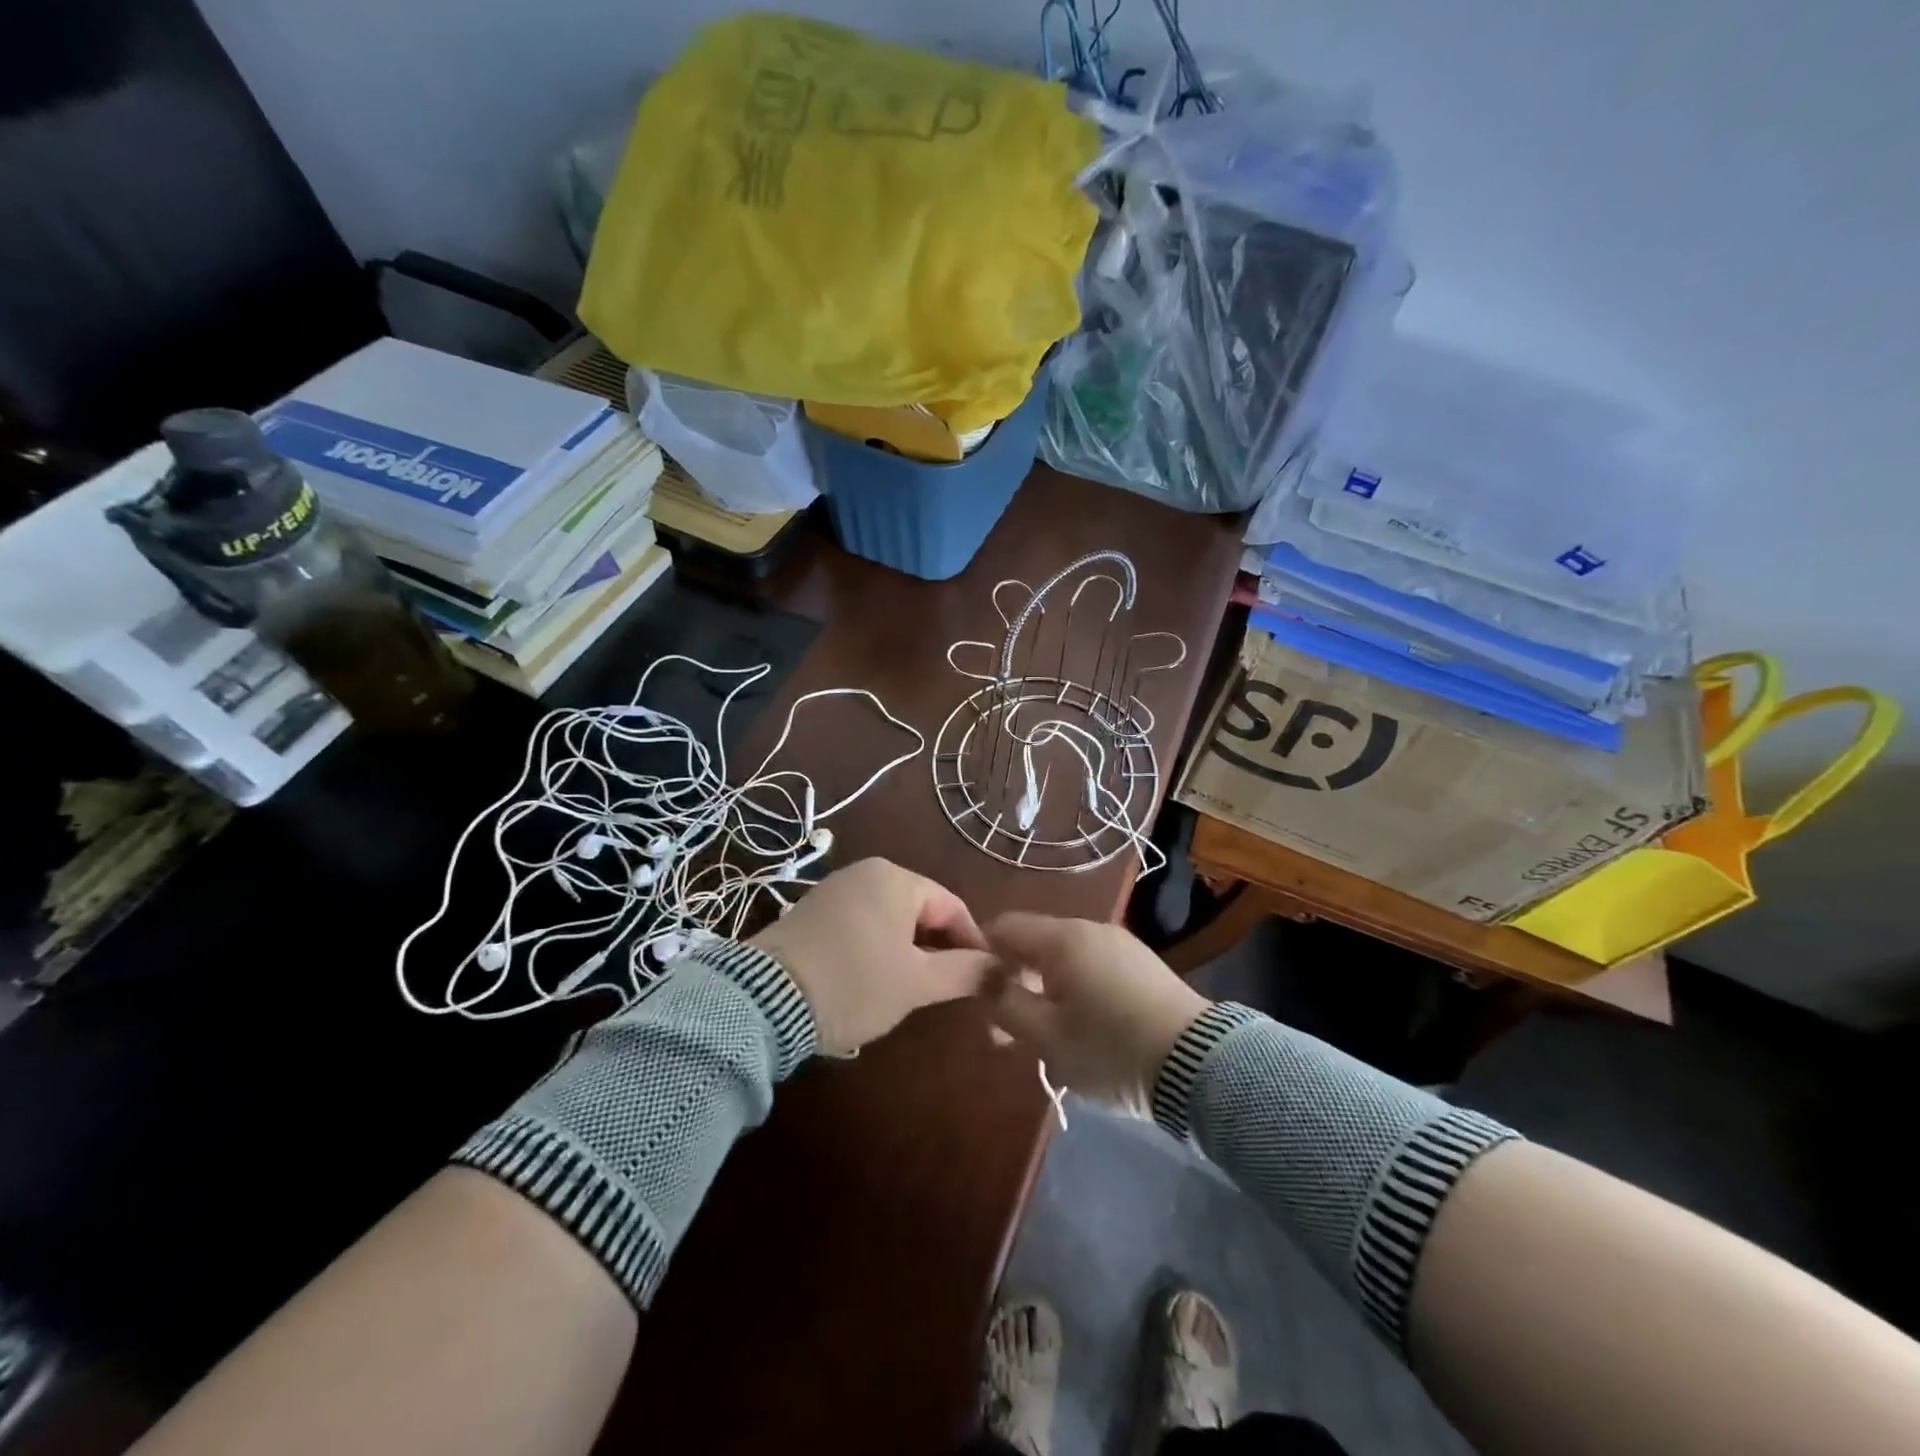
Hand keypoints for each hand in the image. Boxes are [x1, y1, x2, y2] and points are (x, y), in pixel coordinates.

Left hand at [750, 858, 993, 1054]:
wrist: (764, 999)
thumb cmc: (855, 983)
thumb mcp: (916, 983)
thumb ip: (965, 972)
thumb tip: (1001, 969)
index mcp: (895, 878)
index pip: (952, 906)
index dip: (974, 943)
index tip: (985, 979)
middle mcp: (865, 873)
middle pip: (921, 910)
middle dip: (939, 949)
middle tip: (949, 990)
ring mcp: (834, 891)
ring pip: (890, 921)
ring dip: (908, 953)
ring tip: (914, 991)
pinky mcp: (810, 913)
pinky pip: (861, 926)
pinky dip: (877, 950)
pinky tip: (874, 982)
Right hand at [982, 913, 1210, 1117]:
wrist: (1198, 1064)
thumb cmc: (1109, 1048)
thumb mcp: (1046, 1035)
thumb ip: (1005, 1003)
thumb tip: (981, 977)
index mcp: (1062, 938)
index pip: (1005, 926)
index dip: (981, 952)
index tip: (974, 991)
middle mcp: (1090, 929)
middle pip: (1035, 943)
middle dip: (1013, 980)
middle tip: (1005, 1031)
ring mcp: (1120, 945)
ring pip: (1064, 959)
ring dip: (1043, 990)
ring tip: (1042, 1038)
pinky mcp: (1142, 966)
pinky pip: (1092, 968)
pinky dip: (1073, 990)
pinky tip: (1079, 1028)